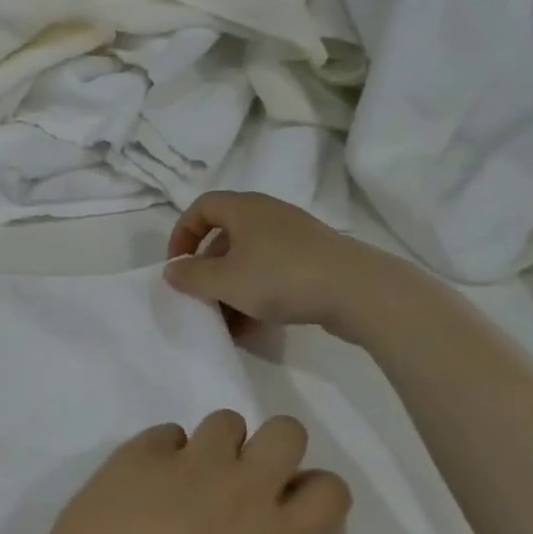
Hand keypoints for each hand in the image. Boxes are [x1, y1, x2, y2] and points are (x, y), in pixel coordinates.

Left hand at [16, 412, 350, 533]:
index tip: (285, 507)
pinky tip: (142, 483)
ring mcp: (188, 461)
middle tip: (241, 480)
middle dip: (271, 449)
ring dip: (216, 447)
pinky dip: (165, 453)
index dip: (310, 494)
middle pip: (286, 431)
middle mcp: (240, 490)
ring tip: (188, 479)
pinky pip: (169, 433)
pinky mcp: (140, 448)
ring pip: (226, 420)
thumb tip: (256, 528)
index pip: (330, 490)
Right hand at [165, 191, 400, 340]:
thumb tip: (172, 270)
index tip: (177, 265)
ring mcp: (295, 237)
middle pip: (225, 236)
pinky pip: (274, 272)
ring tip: (228, 322)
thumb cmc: (281, 277)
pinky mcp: (315, 260)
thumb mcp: (225, 281)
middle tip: (202, 297)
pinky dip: (258, 294)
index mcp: (244, 209)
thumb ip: (191, 276)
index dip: (182, 234)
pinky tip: (256, 326)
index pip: (201, 208)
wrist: (360, 291)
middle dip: (208, 270)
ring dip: (232, 288)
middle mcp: (269, 215)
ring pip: (250, 259)